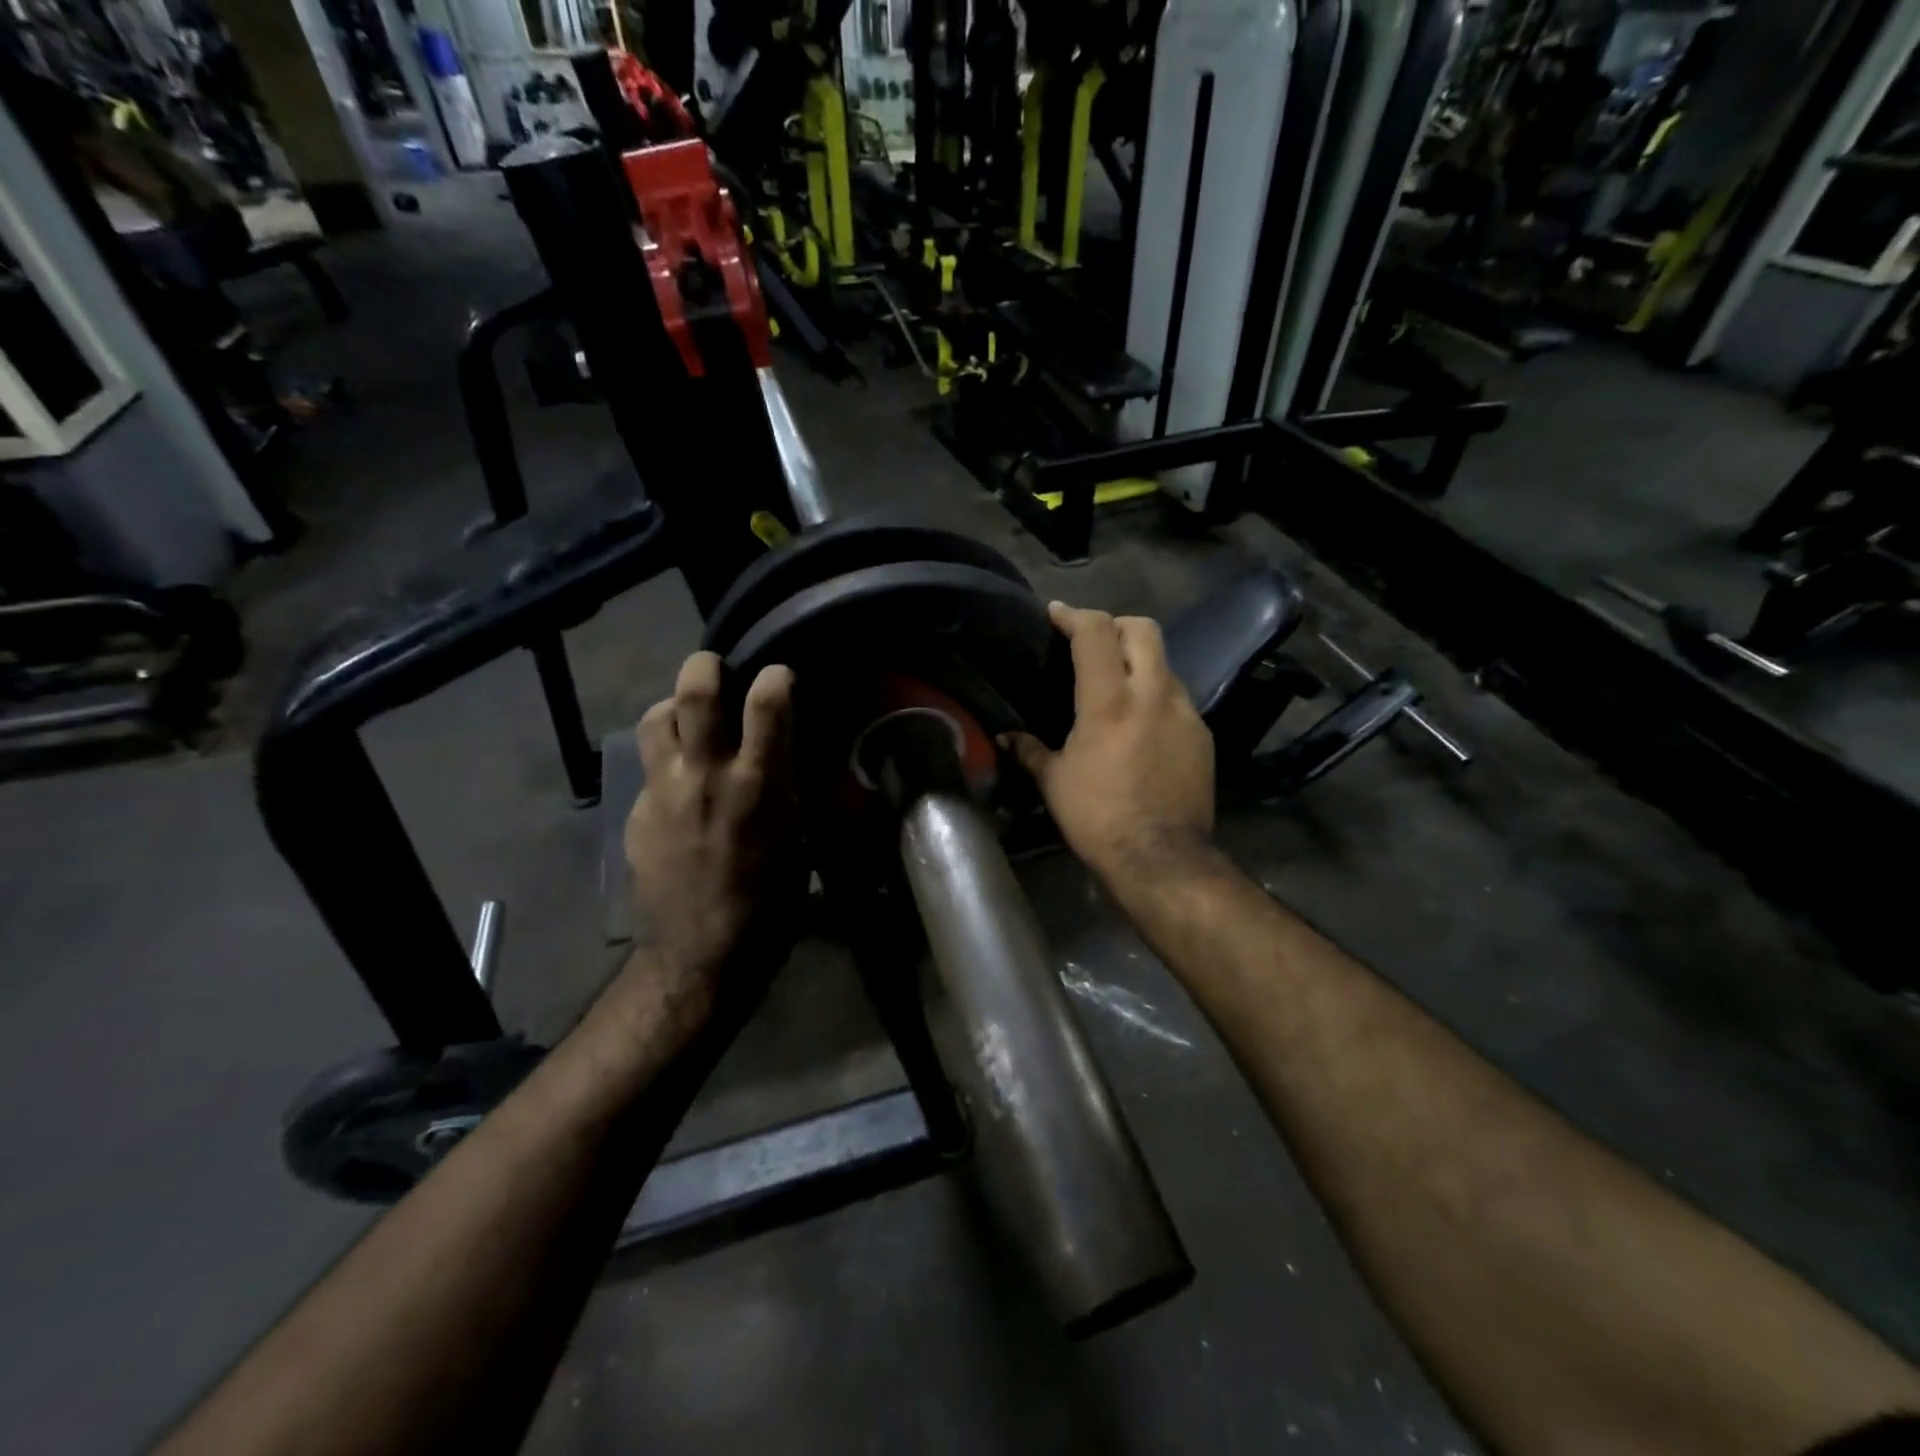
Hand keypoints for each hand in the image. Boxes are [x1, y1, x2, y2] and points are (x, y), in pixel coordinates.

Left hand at [623, 652, 799, 1018]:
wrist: (701, 954)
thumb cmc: (770, 903)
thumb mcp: (800, 842)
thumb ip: (790, 790)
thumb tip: (787, 759)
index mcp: (760, 783)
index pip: (768, 699)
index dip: (776, 675)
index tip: (781, 678)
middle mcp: (707, 773)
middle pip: (695, 688)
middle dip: (707, 666)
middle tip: (720, 673)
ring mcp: (663, 790)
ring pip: (656, 717)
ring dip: (674, 708)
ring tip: (690, 720)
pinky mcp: (637, 812)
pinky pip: (649, 766)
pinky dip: (666, 761)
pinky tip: (679, 786)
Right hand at [1007, 602, 1215, 890]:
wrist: (1162, 858)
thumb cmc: (1098, 818)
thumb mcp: (1055, 783)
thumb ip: (1030, 750)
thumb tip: (1006, 737)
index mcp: (1109, 701)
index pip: (1095, 632)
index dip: (1073, 614)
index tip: (1056, 613)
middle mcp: (1152, 694)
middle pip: (1143, 628)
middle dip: (1115, 624)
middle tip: (1093, 641)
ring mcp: (1185, 712)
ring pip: (1164, 662)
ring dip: (1139, 661)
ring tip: (1117, 685)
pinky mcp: (1203, 734)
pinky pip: (1177, 697)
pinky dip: (1156, 695)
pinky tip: (1141, 723)